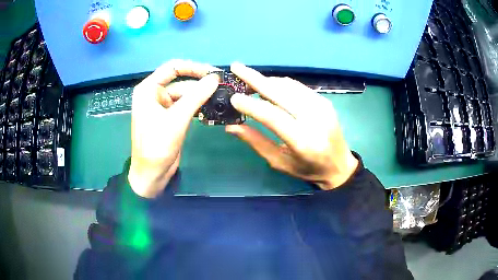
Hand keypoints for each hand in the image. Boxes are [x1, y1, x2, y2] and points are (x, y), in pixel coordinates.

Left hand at [128, 60, 218, 197]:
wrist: (152, 174)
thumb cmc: (157, 145)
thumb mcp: (176, 118)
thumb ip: (196, 96)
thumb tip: (215, 78)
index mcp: (148, 89)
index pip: (172, 68)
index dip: (193, 67)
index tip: (213, 72)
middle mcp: (155, 94)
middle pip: (181, 82)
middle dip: (200, 84)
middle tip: (223, 87)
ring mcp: (163, 107)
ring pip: (186, 95)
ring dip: (201, 96)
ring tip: (221, 97)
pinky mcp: (171, 118)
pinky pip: (187, 106)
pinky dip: (198, 106)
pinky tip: (212, 108)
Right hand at [226, 63, 357, 189]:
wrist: (340, 166)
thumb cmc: (307, 169)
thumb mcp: (279, 162)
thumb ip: (256, 142)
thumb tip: (231, 126)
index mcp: (302, 141)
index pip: (272, 116)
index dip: (251, 105)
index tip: (233, 97)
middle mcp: (314, 119)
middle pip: (281, 92)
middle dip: (255, 78)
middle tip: (236, 68)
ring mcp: (322, 106)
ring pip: (288, 85)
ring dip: (267, 80)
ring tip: (249, 80)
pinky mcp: (325, 100)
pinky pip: (298, 87)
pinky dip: (280, 84)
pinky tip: (269, 86)